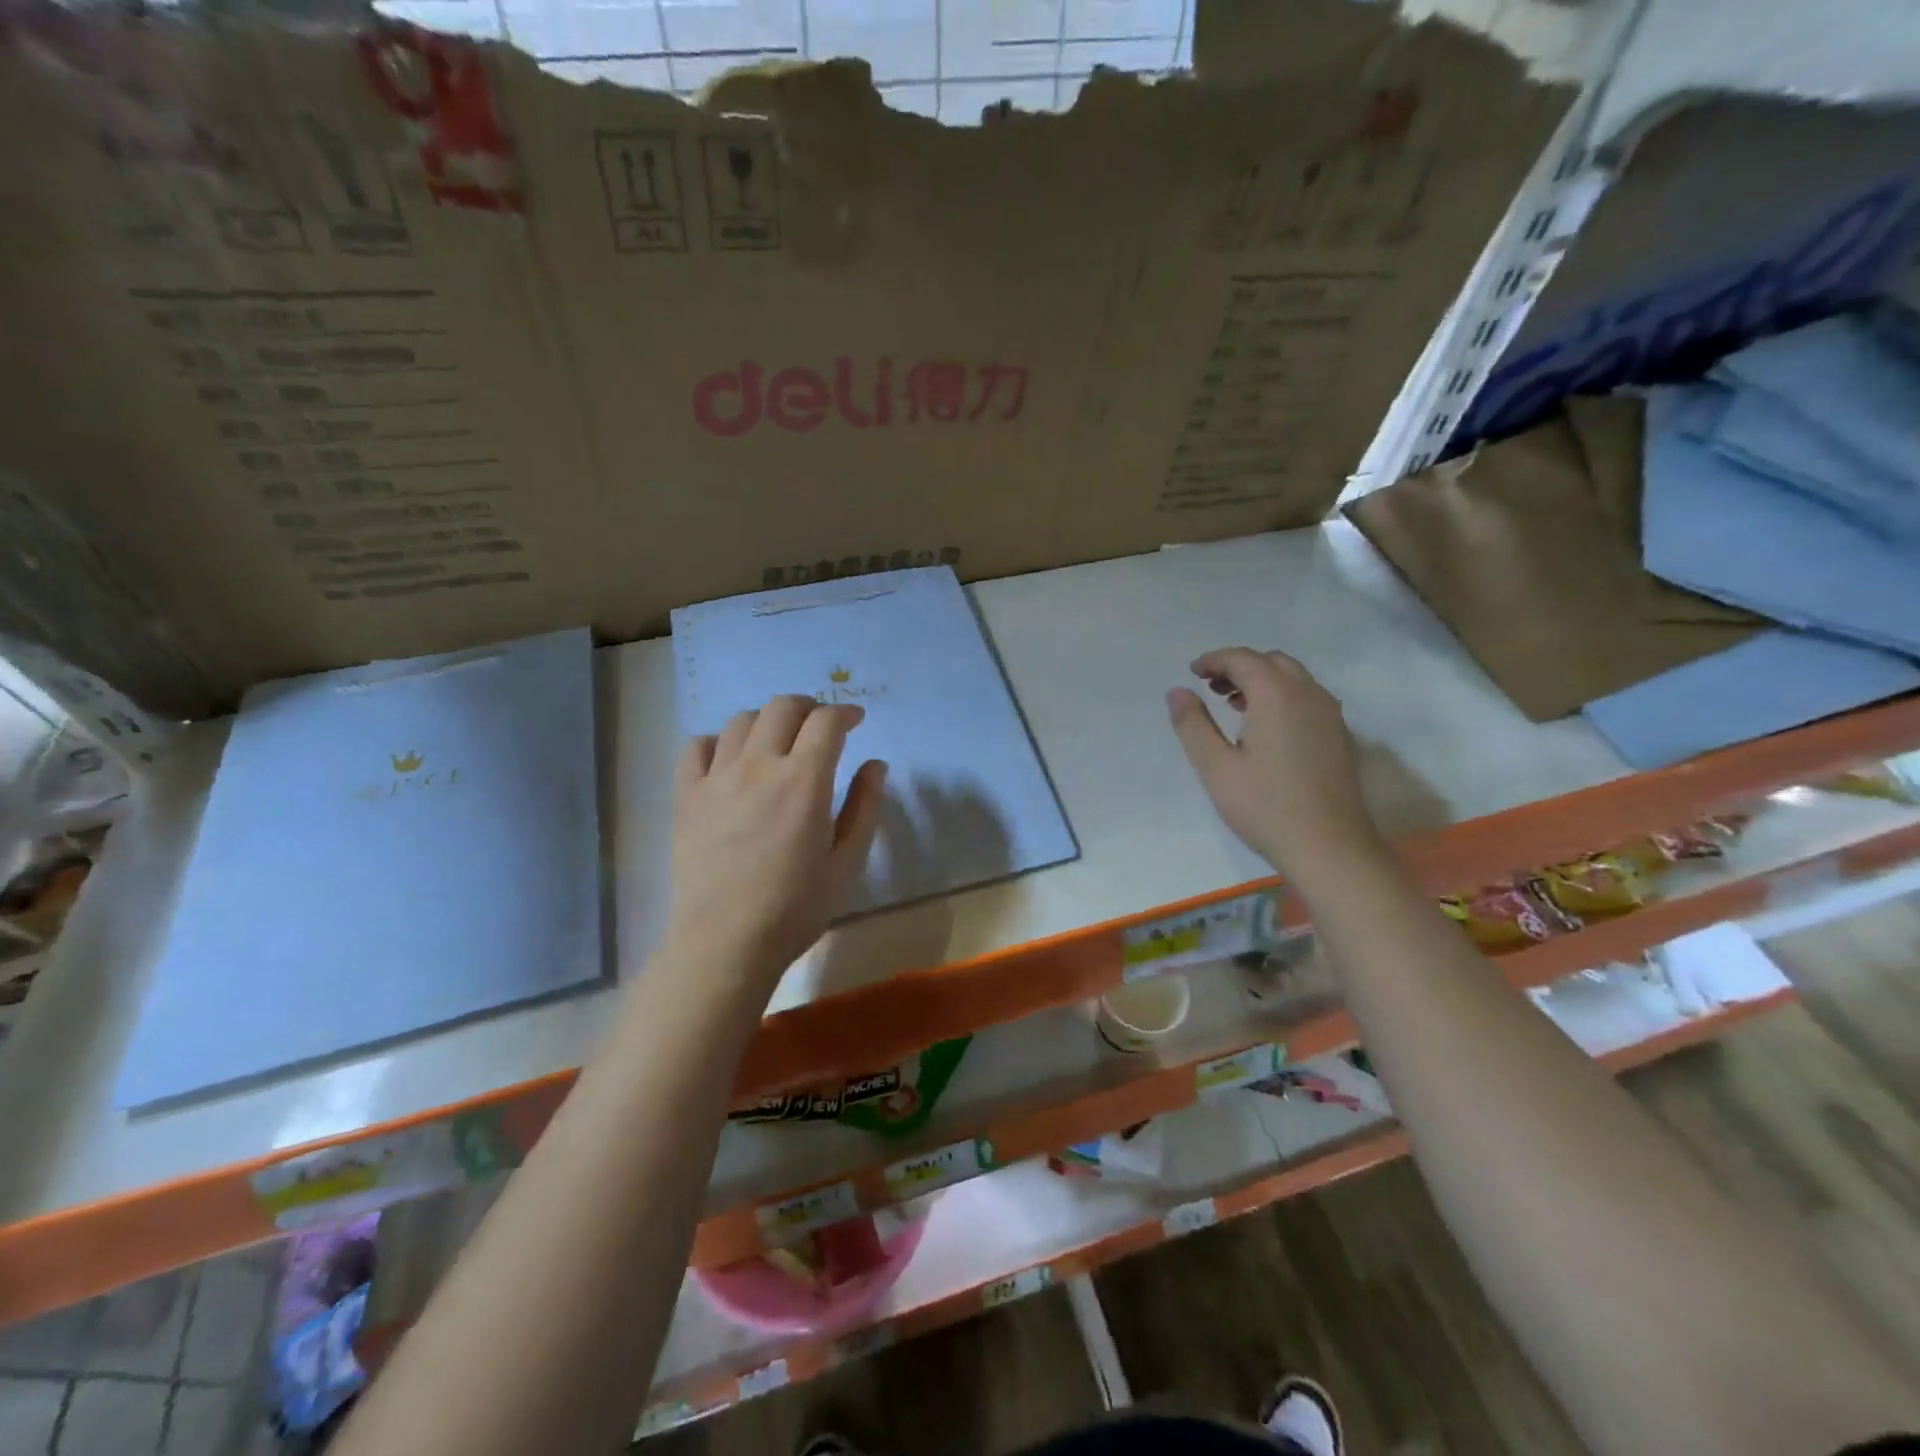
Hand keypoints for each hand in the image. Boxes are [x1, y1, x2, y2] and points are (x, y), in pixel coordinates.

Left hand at [666, 695, 887, 991]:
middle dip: (809, 706)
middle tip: (821, 726)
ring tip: (778, 741)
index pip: (827, 721)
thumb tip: (875, 764)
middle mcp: (759, 765)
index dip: (845, 712)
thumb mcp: (847, 862)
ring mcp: (717, 777)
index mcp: (804, 780)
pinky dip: (719, 741)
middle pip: (783, 707)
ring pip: (741, 720)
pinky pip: (697, 746)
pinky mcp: (687, 795)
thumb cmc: (796, 907)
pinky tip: (731, 759)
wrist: (726, 942)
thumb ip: (865, 806)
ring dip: (767, 720)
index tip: (855, 720)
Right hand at [1166, 648, 1380, 882]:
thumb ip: (1193, 724)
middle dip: (1239, 666)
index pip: (1243, 659)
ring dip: (1262, 680)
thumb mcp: (1215, 767)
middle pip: (1272, 662)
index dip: (1214, 660)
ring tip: (1233, 705)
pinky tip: (1265, 728)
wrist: (1329, 847)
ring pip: (1294, 679)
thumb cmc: (1265, 806)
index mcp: (1277, 695)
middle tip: (1210, 687)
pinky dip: (1282, 696)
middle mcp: (1309, 694)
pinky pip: (1307, 698)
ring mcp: (1330, 715)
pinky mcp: (1339, 736)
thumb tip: (1177, 691)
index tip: (1192, 673)